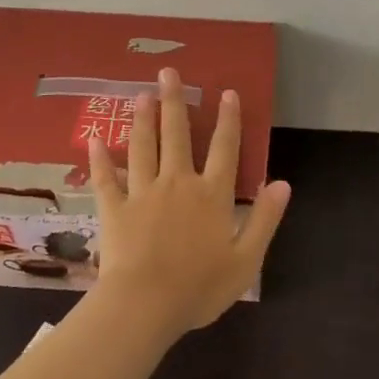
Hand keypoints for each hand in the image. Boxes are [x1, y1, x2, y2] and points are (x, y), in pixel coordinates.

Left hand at [87, 67, 291, 337]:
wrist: (145, 306)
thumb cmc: (199, 287)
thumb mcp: (246, 259)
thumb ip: (264, 219)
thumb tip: (283, 183)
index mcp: (212, 195)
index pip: (224, 148)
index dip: (228, 119)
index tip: (227, 92)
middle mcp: (178, 183)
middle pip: (177, 135)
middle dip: (174, 102)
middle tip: (168, 72)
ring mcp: (143, 193)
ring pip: (142, 147)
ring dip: (143, 119)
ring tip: (141, 94)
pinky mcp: (115, 209)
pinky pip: (105, 179)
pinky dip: (99, 159)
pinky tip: (95, 140)